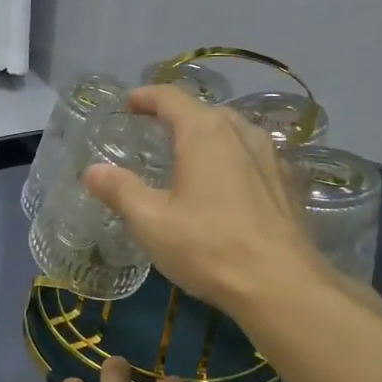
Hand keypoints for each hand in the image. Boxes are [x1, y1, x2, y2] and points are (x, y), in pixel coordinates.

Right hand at [82, 84, 323, 318]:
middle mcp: (241, 133)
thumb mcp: (151, 222)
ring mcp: (271, 157)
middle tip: (156, 132)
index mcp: (204, 133)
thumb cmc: (209, 247)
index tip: (130, 103)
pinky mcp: (288, 183)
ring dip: (209, 137)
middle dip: (178, 116)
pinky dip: (232, 159)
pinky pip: (253, 157)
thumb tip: (93, 170)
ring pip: (234, 133)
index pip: (172, 98)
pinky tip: (226, 186)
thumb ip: (121, 191)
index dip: (147, 96)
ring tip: (190, 157)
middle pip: (205, 111)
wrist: (282, 285)